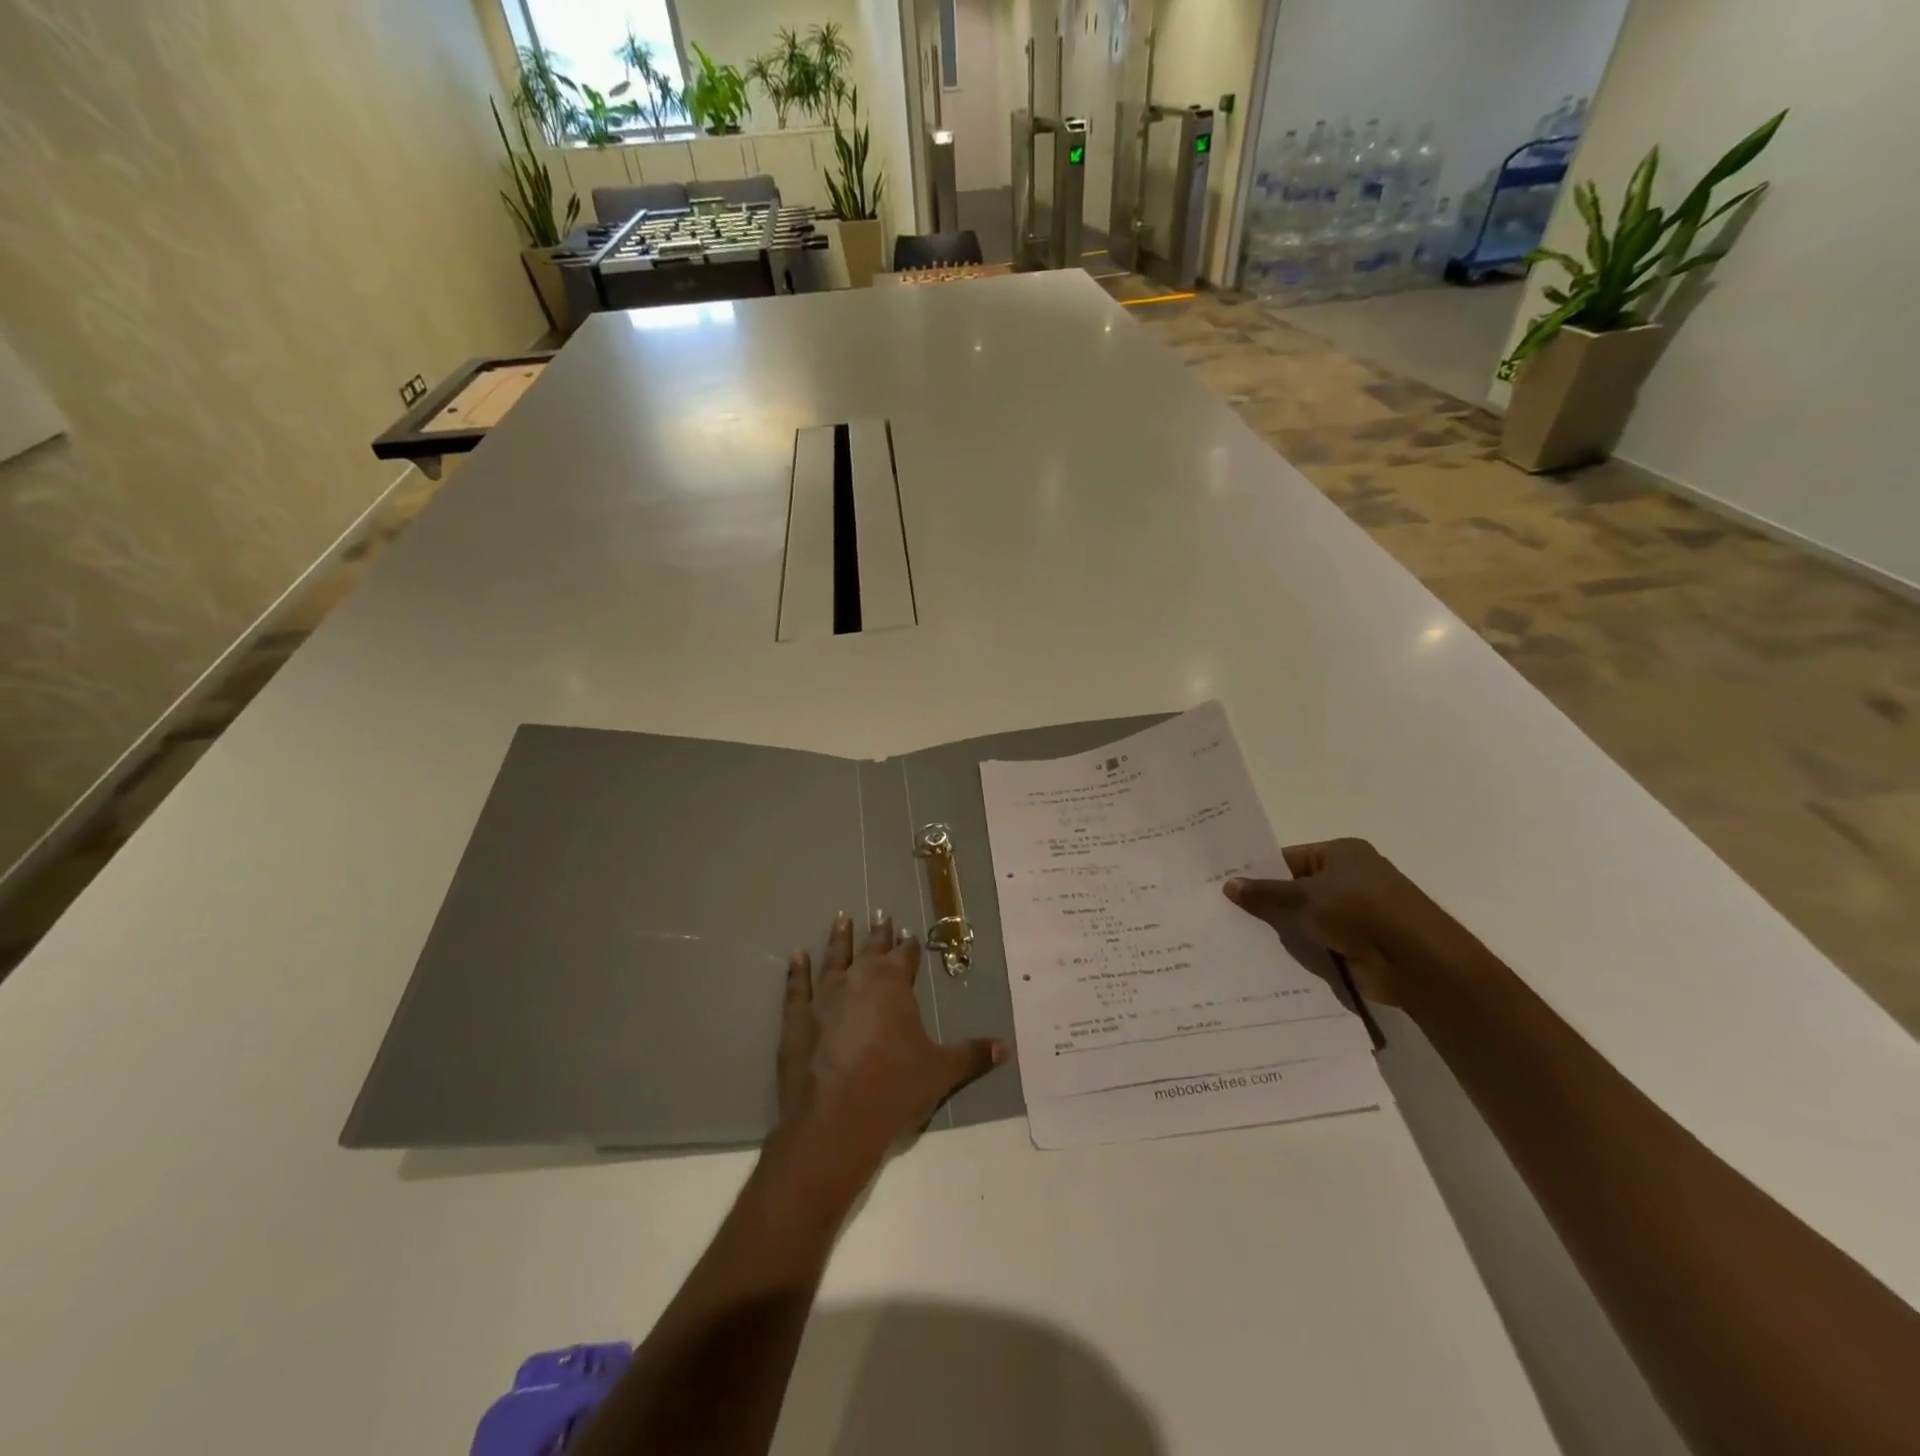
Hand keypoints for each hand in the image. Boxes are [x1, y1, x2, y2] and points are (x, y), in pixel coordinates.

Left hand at [775, 911, 1005, 1184]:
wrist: (835, 1120)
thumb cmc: (894, 1087)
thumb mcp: (941, 1071)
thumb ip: (973, 1054)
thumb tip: (1009, 1047)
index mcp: (893, 984)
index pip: (905, 956)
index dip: (909, 945)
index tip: (910, 932)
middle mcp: (858, 979)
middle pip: (871, 949)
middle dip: (878, 933)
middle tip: (880, 914)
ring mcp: (823, 996)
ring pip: (834, 958)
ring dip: (839, 939)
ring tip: (841, 918)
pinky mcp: (796, 1019)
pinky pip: (797, 987)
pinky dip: (797, 970)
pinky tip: (796, 955)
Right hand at [1223, 839, 1478, 1007]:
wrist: (1417, 963)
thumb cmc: (1361, 912)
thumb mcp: (1305, 897)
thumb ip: (1266, 893)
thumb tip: (1228, 884)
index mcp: (1341, 854)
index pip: (1288, 858)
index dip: (1258, 871)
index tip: (1225, 886)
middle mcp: (1350, 878)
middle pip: (1296, 889)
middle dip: (1266, 903)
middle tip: (1224, 913)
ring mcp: (1356, 913)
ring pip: (1305, 918)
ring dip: (1282, 930)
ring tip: (1236, 937)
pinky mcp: (1358, 944)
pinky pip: (1318, 943)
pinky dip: (1300, 950)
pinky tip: (1267, 959)